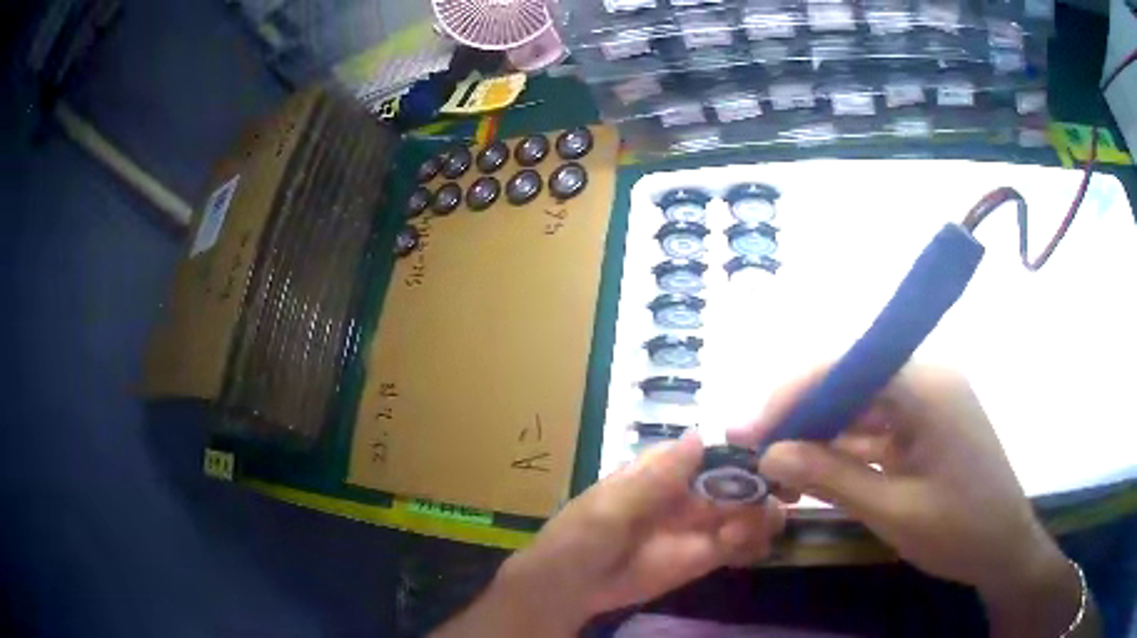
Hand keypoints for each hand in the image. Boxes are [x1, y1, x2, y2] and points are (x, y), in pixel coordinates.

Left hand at [435, 433, 784, 636]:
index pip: (712, 448)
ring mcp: (699, 524)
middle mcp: (689, 490)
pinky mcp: (704, 555)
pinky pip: (739, 544)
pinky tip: (755, 551)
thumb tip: (699, 436)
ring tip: (755, 533)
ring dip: (762, 516)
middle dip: (762, 484)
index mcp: (664, 468)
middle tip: (784, 496)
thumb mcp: (611, 509)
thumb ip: (655, 480)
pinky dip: (755, 543)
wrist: (570, 588)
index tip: (775, 453)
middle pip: (738, 478)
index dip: (745, 448)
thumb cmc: (580, 538)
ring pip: (746, 509)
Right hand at [730, 364, 1090, 636]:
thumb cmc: (959, 530)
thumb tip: (770, 455)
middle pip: (851, 382)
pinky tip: (814, 473)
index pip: (849, 366)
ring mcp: (927, 402)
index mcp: (928, 385)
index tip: (747, 430)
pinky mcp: (925, 425)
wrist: (1004, 549)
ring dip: (820, 435)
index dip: (793, 394)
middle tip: (754, 450)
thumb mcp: (894, 510)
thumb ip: (832, 477)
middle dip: (801, 415)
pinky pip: (876, 428)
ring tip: (777, 468)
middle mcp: (927, 379)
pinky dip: (844, 449)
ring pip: (860, 406)